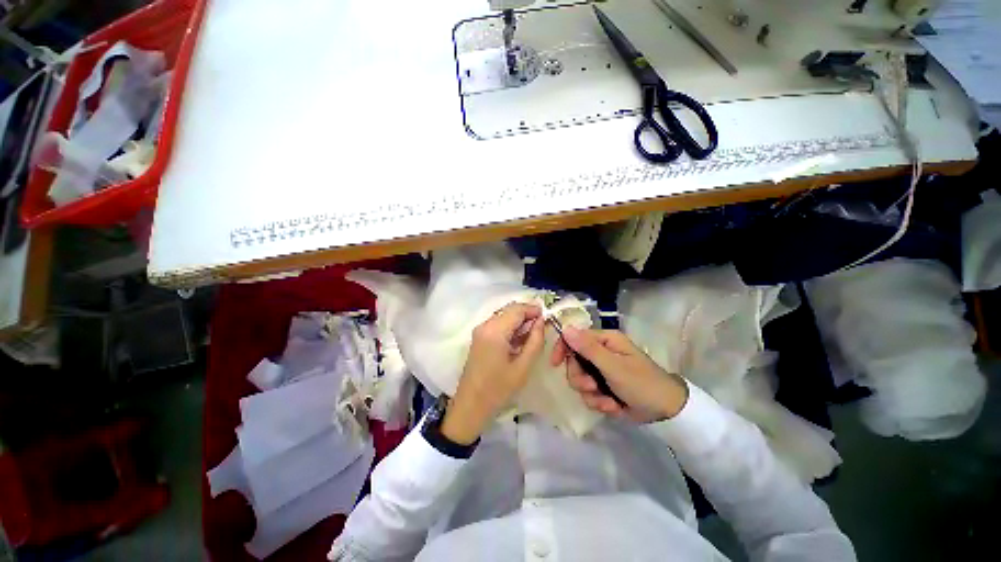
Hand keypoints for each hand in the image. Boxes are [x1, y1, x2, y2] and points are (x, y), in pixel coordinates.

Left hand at [441, 302, 545, 444]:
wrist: (471, 406)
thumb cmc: (498, 389)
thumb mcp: (523, 367)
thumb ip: (535, 341)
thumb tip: (541, 322)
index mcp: (495, 331)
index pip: (516, 309)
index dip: (533, 309)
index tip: (547, 317)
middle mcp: (485, 325)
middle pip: (509, 310)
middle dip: (526, 315)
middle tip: (542, 327)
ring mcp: (480, 331)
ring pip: (503, 316)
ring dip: (519, 321)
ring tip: (533, 335)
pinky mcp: (479, 337)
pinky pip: (497, 325)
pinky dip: (510, 328)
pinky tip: (519, 340)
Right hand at [551, 327, 687, 422]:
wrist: (666, 412)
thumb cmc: (642, 383)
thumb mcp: (613, 366)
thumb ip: (588, 348)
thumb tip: (565, 328)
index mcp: (604, 340)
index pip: (574, 337)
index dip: (562, 348)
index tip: (555, 363)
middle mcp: (600, 352)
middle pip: (573, 362)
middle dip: (580, 378)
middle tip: (592, 387)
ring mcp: (601, 370)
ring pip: (579, 380)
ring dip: (590, 394)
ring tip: (607, 401)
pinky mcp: (603, 387)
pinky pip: (588, 394)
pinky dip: (598, 402)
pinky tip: (612, 407)